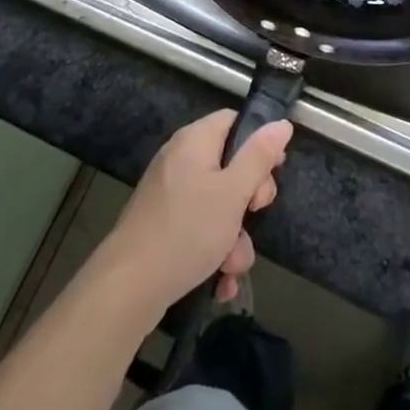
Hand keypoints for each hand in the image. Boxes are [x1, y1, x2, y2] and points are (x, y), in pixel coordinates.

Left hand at [91, 111, 292, 316]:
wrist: (128, 288)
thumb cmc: (187, 230)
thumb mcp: (233, 192)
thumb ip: (259, 157)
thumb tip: (281, 123)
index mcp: (195, 140)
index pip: (234, 121)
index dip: (258, 143)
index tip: (273, 172)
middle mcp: (180, 160)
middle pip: (230, 166)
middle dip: (249, 200)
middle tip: (254, 215)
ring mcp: (169, 195)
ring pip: (218, 206)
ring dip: (234, 237)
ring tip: (231, 266)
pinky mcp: (163, 226)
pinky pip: (199, 229)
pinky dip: (213, 252)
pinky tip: (219, 282)